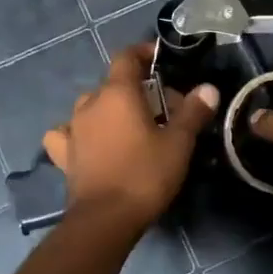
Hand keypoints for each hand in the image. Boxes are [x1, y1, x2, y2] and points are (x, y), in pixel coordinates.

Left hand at [43, 45, 219, 229]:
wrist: (105, 220)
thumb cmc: (145, 175)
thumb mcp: (178, 144)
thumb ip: (193, 112)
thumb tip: (208, 88)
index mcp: (117, 93)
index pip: (126, 57)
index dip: (143, 53)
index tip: (160, 60)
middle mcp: (90, 104)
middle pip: (112, 83)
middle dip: (136, 89)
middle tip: (161, 109)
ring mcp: (73, 129)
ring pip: (90, 106)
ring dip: (109, 109)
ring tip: (129, 126)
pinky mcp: (63, 155)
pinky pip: (68, 133)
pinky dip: (79, 132)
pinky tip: (88, 142)